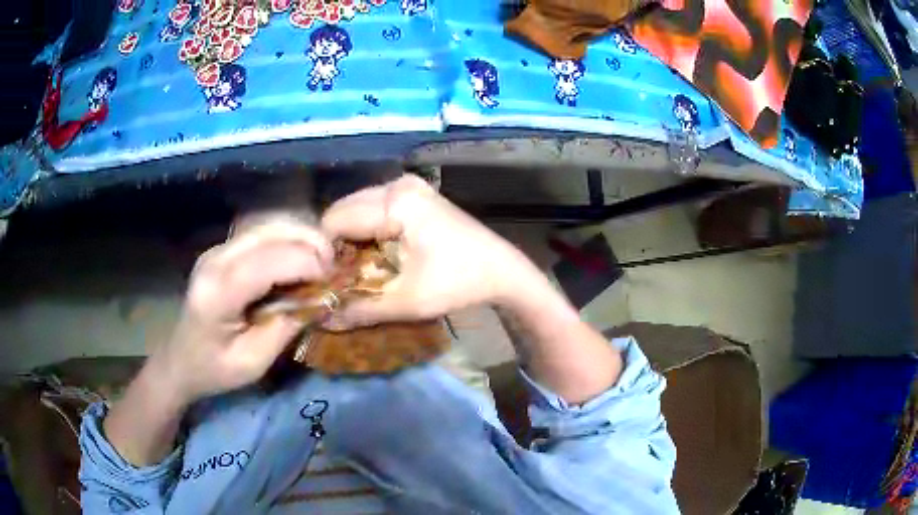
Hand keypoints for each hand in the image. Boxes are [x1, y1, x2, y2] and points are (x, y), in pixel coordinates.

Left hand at [151, 220, 333, 404]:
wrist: (180, 359)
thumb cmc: (214, 369)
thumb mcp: (253, 363)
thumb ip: (286, 328)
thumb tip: (320, 299)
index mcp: (217, 294)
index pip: (266, 262)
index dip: (305, 263)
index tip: (332, 279)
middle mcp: (215, 260)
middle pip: (268, 231)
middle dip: (309, 242)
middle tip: (334, 266)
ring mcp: (217, 250)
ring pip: (267, 224)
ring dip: (300, 236)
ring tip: (322, 260)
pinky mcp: (223, 249)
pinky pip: (262, 232)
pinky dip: (288, 239)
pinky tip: (300, 257)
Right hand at [320, 175, 543, 326]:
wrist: (502, 270)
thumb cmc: (459, 283)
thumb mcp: (408, 302)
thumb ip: (361, 309)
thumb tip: (322, 318)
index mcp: (395, 202)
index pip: (335, 222)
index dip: (325, 254)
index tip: (325, 282)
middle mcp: (397, 184)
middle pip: (344, 211)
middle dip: (337, 245)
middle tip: (340, 279)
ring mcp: (407, 185)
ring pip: (357, 209)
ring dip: (352, 239)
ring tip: (358, 270)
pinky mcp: (414, 193)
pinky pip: (374, 209)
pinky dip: (368, 231)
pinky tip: (376, 255)